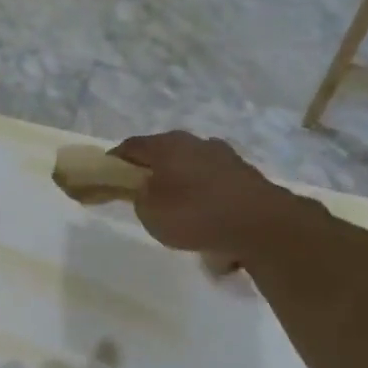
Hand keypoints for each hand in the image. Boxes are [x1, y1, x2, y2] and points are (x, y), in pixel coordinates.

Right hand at [111, 131, 294, 267]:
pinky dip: (203, 193)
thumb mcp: (149, 212)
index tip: (106, 176)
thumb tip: (146, 189)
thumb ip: (140, 197)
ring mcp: (224, 156)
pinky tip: (203, 214)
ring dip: (180, 180)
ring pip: (190, 165)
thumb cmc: (194, 215)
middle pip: (163, 153)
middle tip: (140, 192)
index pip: (130, 147)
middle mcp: (195, 142)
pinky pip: (212, 181)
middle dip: (150, 170)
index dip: (114, 161)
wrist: (261, 225)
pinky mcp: (244, 174)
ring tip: (175, 206)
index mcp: (166, 145)